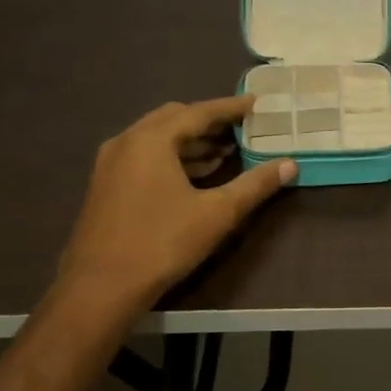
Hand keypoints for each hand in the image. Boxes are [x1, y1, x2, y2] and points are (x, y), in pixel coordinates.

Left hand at [57, 96, 295, 311]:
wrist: (101, 287)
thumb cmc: (162, 243)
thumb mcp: (217, 213)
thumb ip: (255, 185)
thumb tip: (289, 165)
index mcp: (151, 140)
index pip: (197, 112)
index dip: (229, 108)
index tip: (255, 103)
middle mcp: (126, 142)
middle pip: (174, 118)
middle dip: (209, 121)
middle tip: (241, 127)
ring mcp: (111, 164)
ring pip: (157, 139)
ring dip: (191, 141)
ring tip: (226, 151)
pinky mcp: (107, 185)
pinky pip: (145, 156)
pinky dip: (173, 157)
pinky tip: (196, 175)